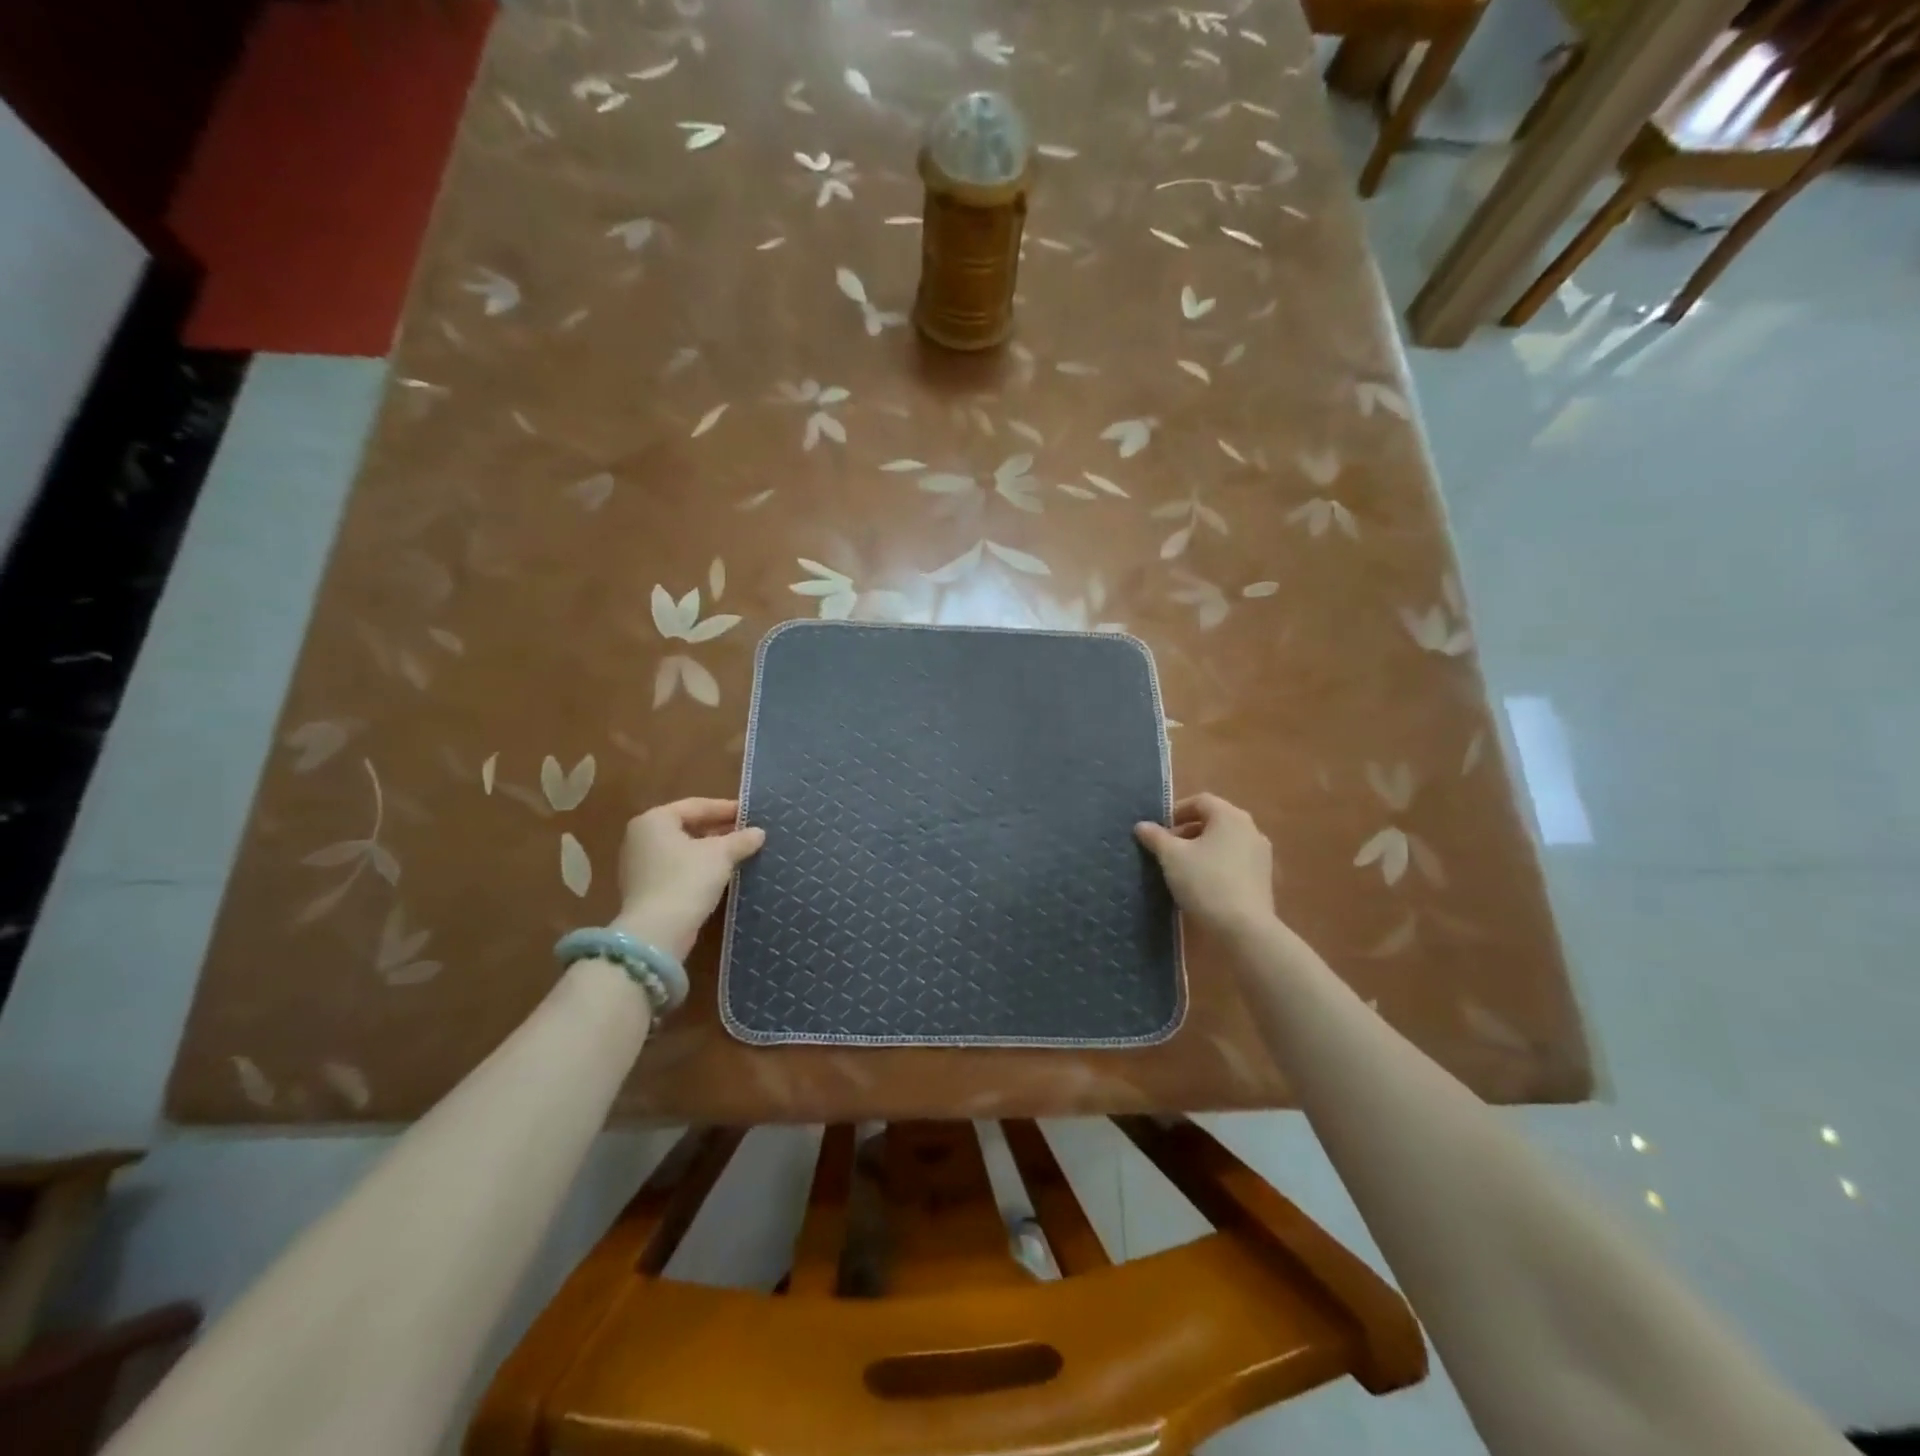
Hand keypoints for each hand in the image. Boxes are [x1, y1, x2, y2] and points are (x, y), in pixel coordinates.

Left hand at [613, 798, 764, 959]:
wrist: (657, 932)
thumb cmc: (687, 880)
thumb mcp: (720, 855)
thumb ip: (740, 840)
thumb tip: (759, 833)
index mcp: (654, 820)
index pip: (696, 806)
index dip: (726, 809)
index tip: (750, 814)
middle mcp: (640, 837)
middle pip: (687, 826)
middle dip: (718, 830)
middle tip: (746, 833)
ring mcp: (639, 865)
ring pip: (683, 849)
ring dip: (710, 850)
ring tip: (739, 853)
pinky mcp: (644, 889)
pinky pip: (676, 869)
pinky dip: (698, 867)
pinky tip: (720, 874)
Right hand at [1135, 793, 1274, 935]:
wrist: (1244, 928)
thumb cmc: (1205, 882)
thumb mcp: (1172, 857)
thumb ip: (1156, 837)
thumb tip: (1142, 825)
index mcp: (1229, 816)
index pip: (1200, 801)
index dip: (1176, 811)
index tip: (1159, 829)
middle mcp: (1250, 829)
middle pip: (1214, 820)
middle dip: (1187, 831)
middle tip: (1166, 849)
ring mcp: (1260, 854)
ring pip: (1225, 841)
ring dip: (1202, 848)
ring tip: (1181, 867)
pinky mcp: (1263, 877)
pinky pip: (1235, 860)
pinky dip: (1217, 864)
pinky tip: (1202, 883)